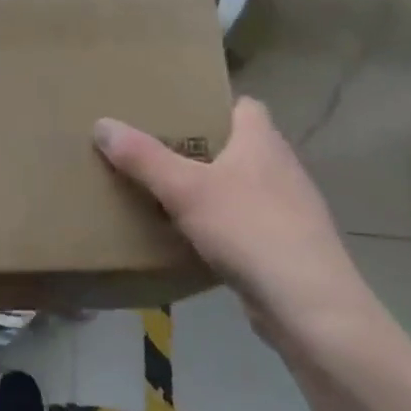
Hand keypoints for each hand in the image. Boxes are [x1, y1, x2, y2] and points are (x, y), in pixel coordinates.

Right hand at [93, 99, 374, 344]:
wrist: (309, 305)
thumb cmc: (249, 229)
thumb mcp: (184, 189)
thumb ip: (142, 157)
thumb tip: (102, 123)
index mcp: (262, 142)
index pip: (245, 106)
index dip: (213, 105)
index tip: (177, 113)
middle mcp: (282, 168)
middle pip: (239, 146)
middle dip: (202, 149)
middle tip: (157, 152)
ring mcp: (290, 209)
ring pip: (243, 186)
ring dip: (212, 189)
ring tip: (167, 194)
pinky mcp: (288, 246)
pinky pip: (247, 222)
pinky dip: (222, 224)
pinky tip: (194, 239)